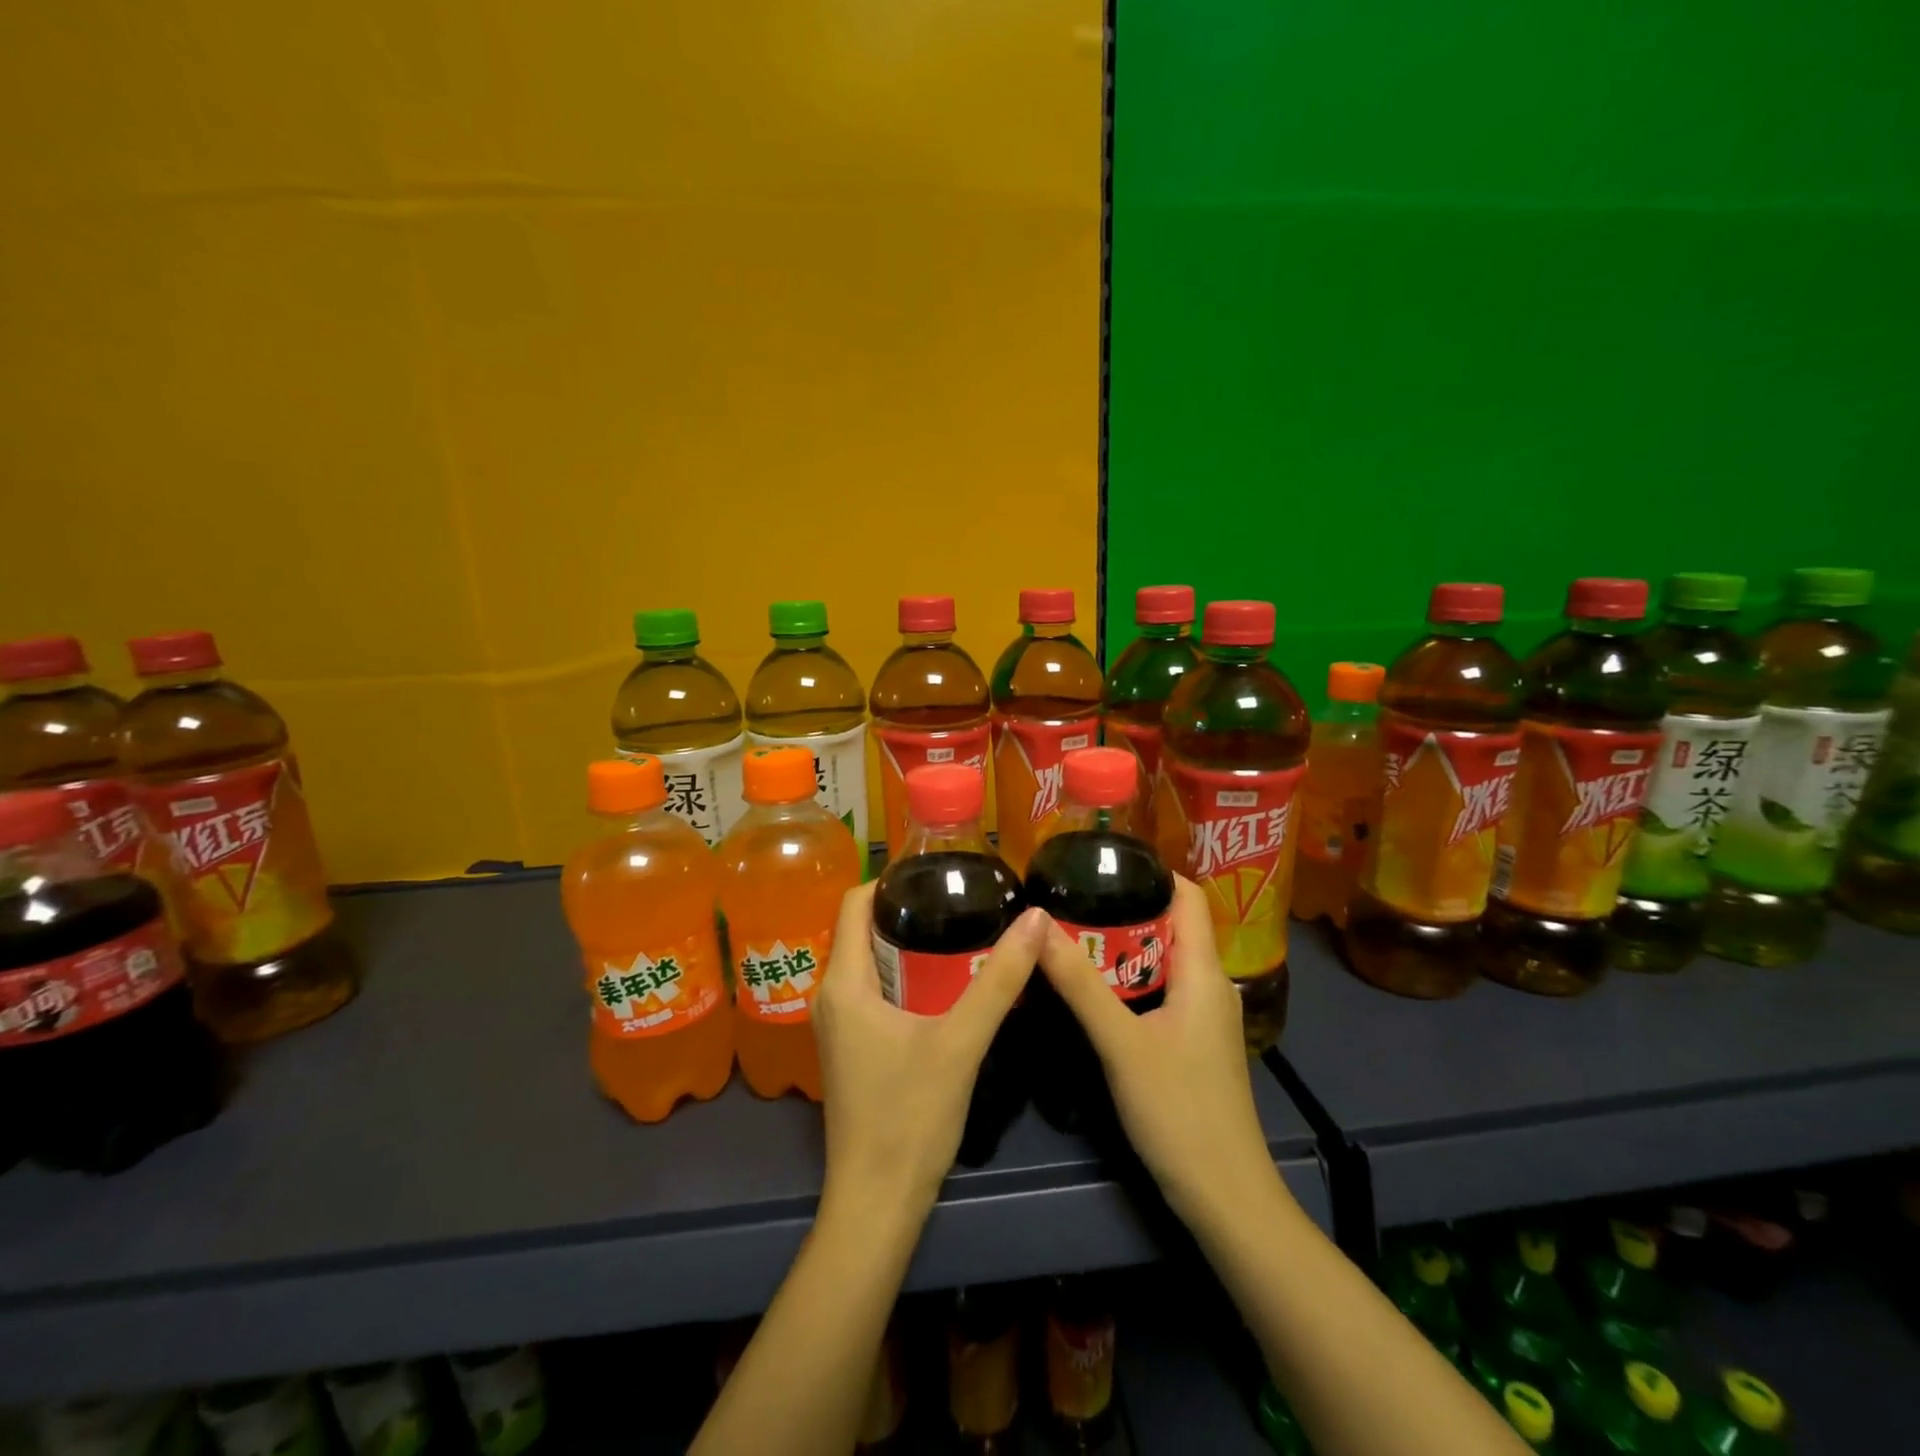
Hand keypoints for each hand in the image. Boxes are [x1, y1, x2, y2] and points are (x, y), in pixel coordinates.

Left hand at [814, 883, 1047, 1220]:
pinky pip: (876, 991)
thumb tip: (1036, 918)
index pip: (854, 903)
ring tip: (962, 931)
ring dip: (911, 944)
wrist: (876, 1205)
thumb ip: (1000, 979)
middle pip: (865, 930)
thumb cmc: (910, 1117)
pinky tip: (947, 983)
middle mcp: (832, 996)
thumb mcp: (961, 1041)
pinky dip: (907, 976)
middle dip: (910, 909)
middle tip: (963, 899)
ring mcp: (839, 1026)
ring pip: (872, 963)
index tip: (939, 873)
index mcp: (844, 983)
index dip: (892, 879)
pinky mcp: (852, 1048)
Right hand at [1035, 876, 1278, 1224]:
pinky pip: (1161, 992)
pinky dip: (1129, 980)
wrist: (1225, 1198)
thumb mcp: (1121, 1043)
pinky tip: (1092, 989)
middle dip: (1124, 908)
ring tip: (1072, 933)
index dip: (1153, 871)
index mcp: (1204, 973)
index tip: (1102, 861)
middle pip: (1172, 926)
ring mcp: (1204, 1019)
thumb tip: (1037, 925)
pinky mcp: (1194, 1045)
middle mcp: (1211, 986)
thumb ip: (1079, 984)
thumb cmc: (1180, 1111)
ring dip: (1123, 946)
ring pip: (1163, 962)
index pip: (1189, 897)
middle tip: (1070, 897)